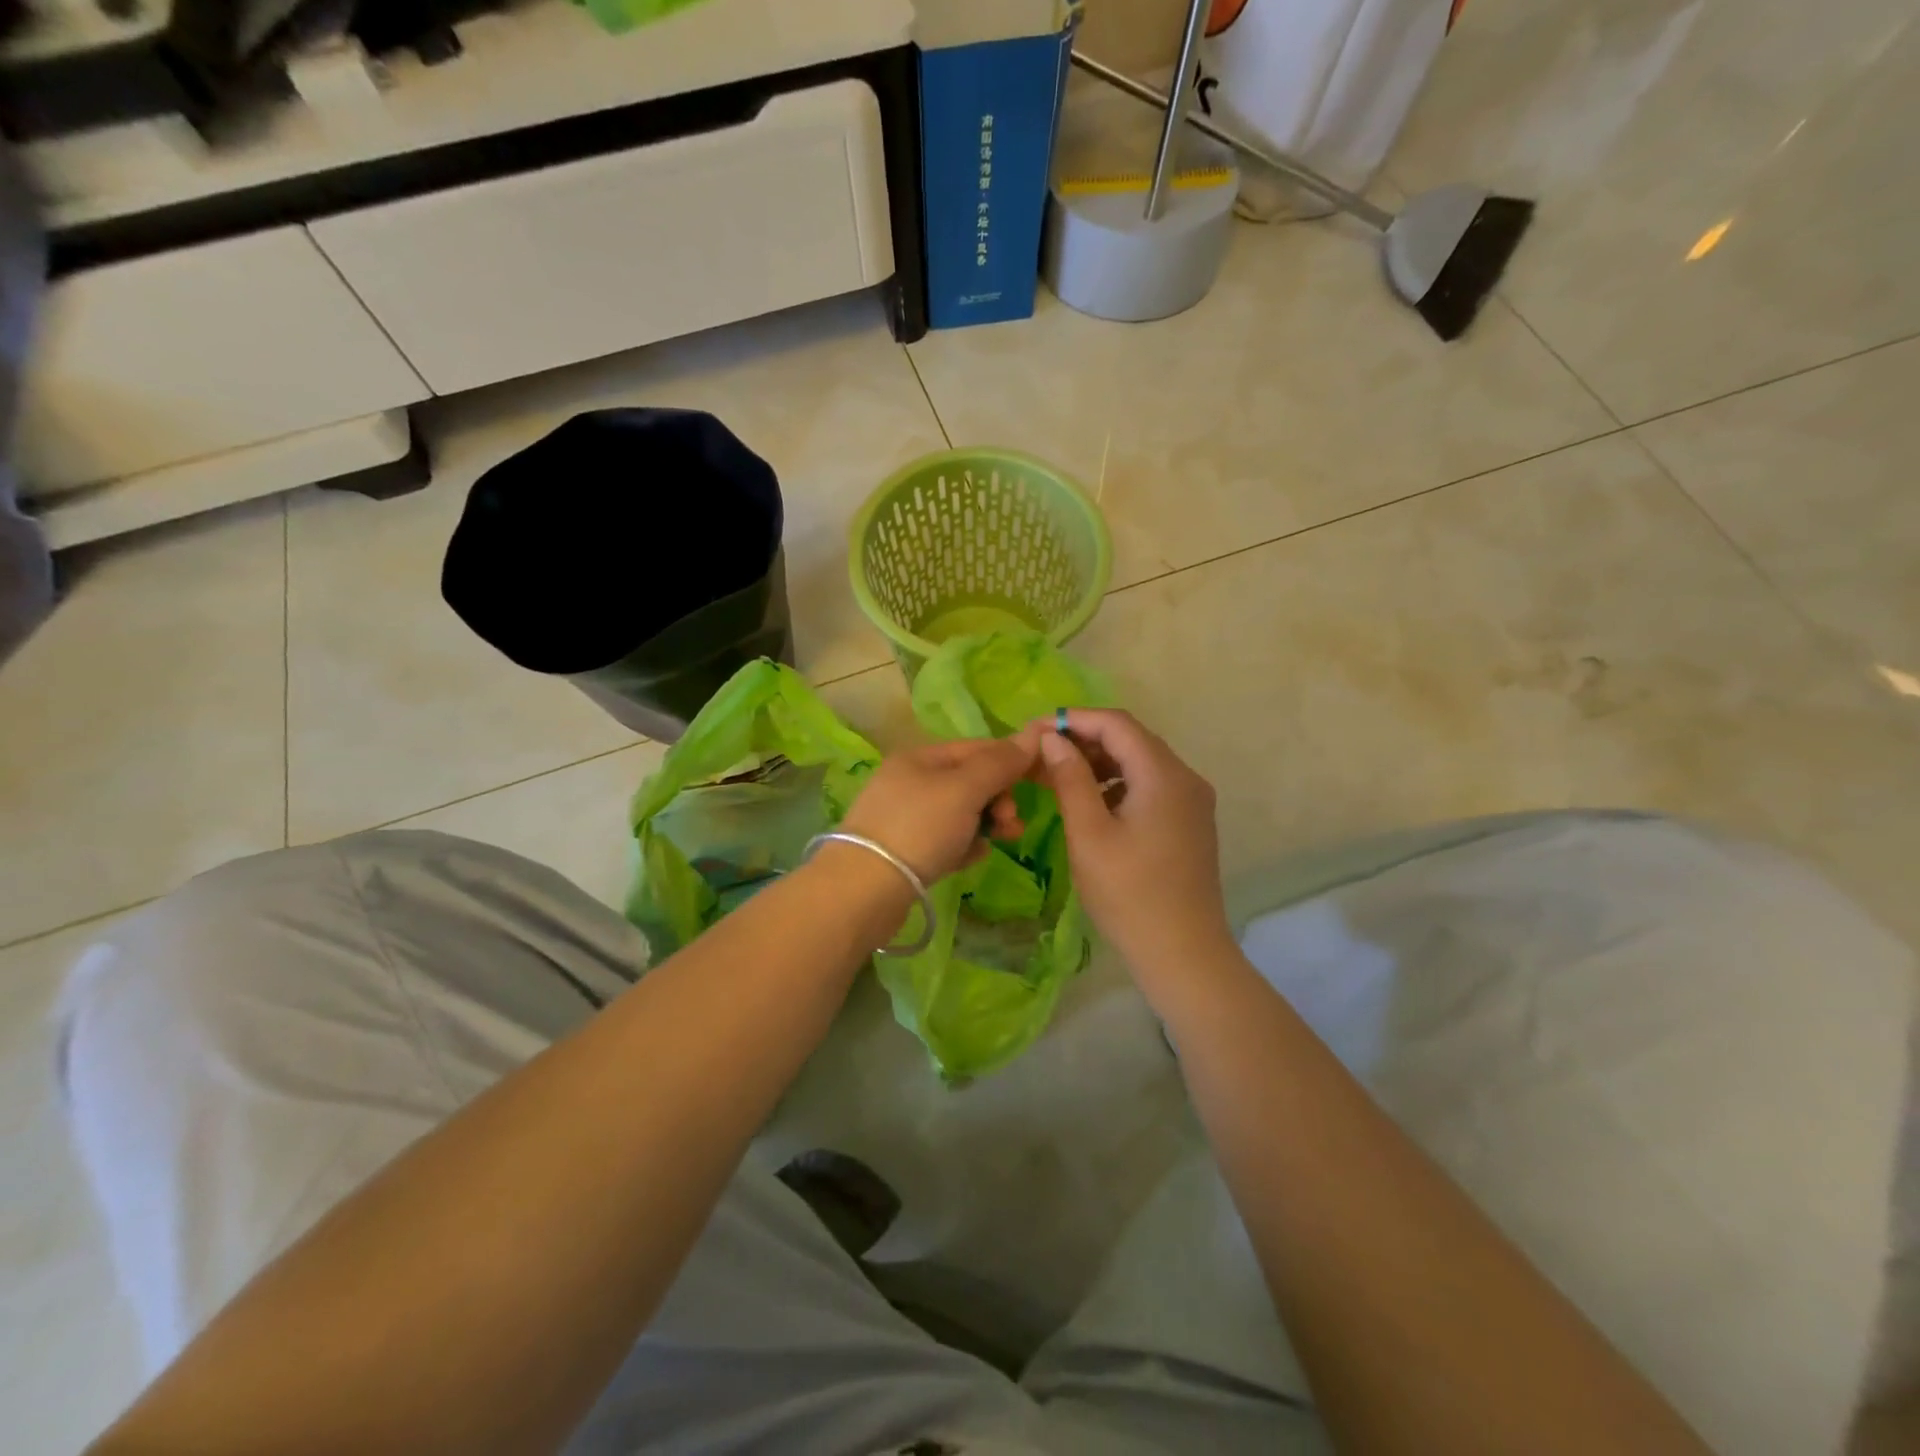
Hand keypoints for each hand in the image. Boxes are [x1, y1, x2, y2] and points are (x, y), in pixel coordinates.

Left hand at [837, 735, 1038, 884]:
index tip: (1041, 781)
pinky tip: (972, 858)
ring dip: (986, 823)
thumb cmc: (918, 828)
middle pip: (969, 781)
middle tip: (1012, 823)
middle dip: (999, 798)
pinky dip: (964, 845)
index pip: (977, 748)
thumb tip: (1034, 734)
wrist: (863, 891)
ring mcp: (905, 817)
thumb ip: (1000, 763)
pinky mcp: (904, 850)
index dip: (1011, 760)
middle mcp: (910, 781)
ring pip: (960, 813)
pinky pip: (946, 840)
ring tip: (1000, 842)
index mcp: (920, 757)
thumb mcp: (964, 789)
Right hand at [1031, 709, 1234, 976]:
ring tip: (1056, 777)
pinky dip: (1116, 784)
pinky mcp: (1188, 822)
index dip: (1072, 719)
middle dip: (1083, 740)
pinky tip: (1089, 802)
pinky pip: (1149, 786)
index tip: (1032, 731)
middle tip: (1039, 756)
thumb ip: (1070, 779)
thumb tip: (1053, 739)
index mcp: (1164, 774)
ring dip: (1098, 763)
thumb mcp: (1089, 834)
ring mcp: (1191, 801)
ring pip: (1139, 762)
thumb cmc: (1129, 894)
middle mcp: (1185, 778)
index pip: (1116, 724)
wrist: (1184, 954)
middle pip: (1130, 739)